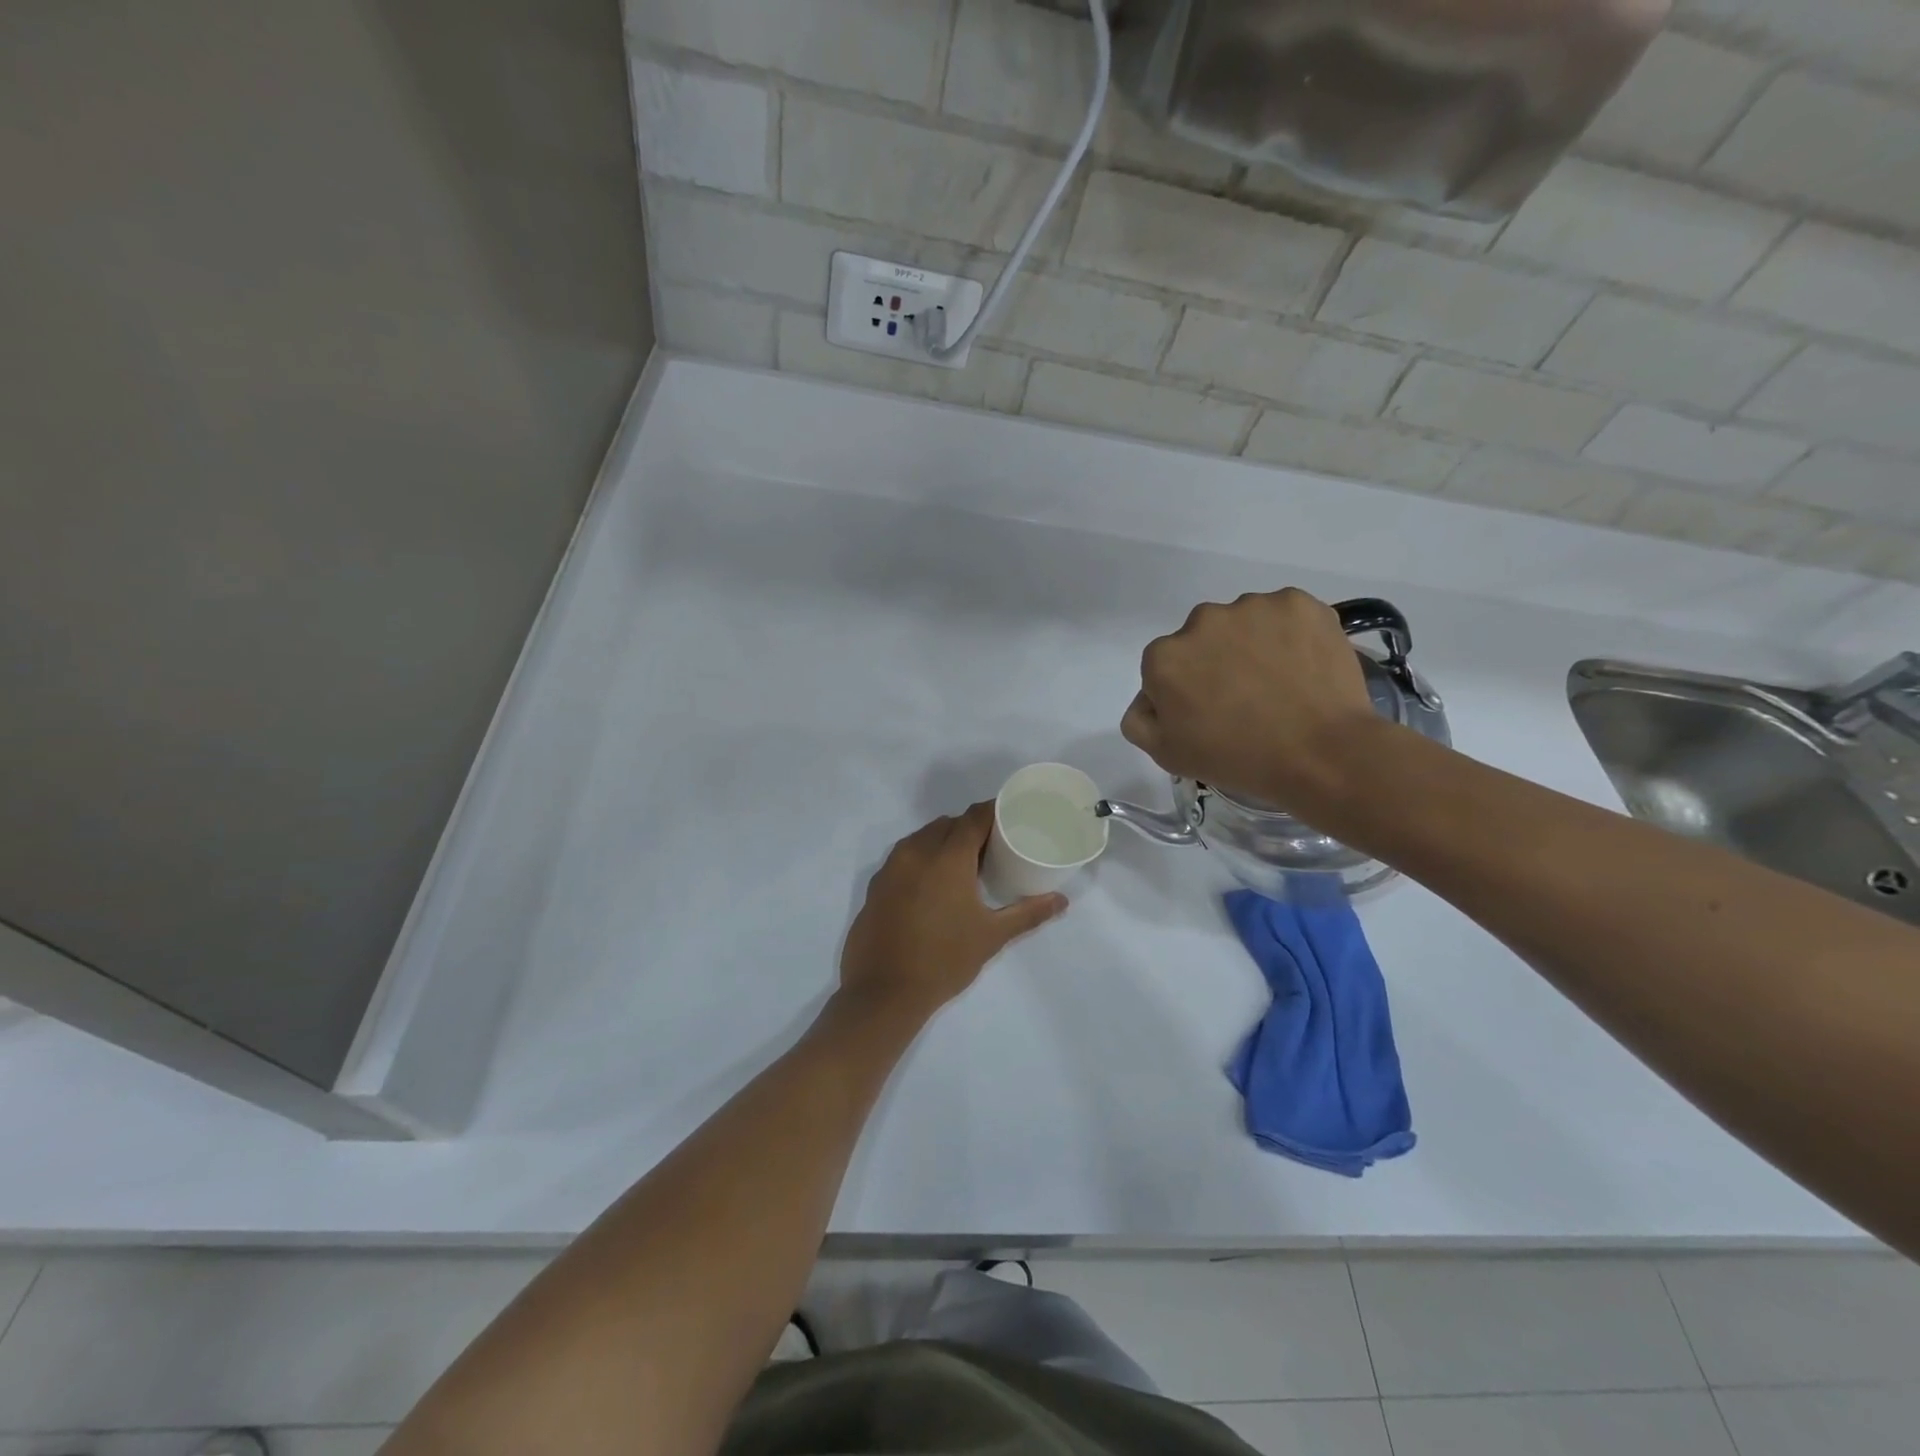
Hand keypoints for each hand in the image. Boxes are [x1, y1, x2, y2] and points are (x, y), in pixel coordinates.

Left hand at [839, 803, 1066, 1027]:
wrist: (884, 992)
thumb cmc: (944, 960)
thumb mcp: (991, 936)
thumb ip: (1028, 913)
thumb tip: (1061, 901)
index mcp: (947, 857)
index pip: (974, 817)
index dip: (993, 812)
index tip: (1011, 818)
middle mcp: (917, 852)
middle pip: (948, 824)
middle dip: (969, 828)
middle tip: (992, 848)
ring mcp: (891, 867)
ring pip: (922, 837)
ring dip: (944, 841)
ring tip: (964, 865)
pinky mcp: (876, 884)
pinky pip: (904, 856)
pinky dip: (922, 858)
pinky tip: (933, 885)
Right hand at [1121, 588, 1381, 813]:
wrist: (1321, 754)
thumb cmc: (1237, 758)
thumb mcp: (1166, 754)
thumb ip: (1139, 719)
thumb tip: (1149, 697)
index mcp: (1164, 656)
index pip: (1164, 667)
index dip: (1185, 691)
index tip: (1208, 714)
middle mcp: (1201, 620)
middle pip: (1202, 638)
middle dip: (1216, 660)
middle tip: (1245, 698)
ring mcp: (1252, 607)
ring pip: (1244, 623)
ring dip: (1252, 644)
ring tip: (1279, 683)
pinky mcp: (1298, 603)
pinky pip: (1284, 615)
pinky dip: (1291, 634)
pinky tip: (1303, 666)